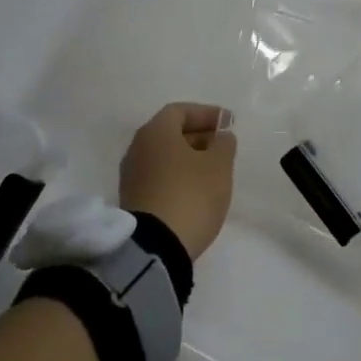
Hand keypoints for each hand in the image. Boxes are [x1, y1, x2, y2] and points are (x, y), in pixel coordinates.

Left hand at [118, 102, 236, 260]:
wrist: (155, 249)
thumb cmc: (191, 195)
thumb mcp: (219, 165)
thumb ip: (224, 143)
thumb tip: (220, 137)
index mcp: (156, 132)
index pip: (181, 111)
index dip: (207, 114)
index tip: (228, 123)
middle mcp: (137, 148)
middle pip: (170, 133)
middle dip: (198, 135)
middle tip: (222, 145)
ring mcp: (131, 176)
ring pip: (164, 156)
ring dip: (188, 157)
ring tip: (213, 169)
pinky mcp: (133, 201)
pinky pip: (159, 177)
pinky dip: (177, 176)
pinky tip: (195, 189)